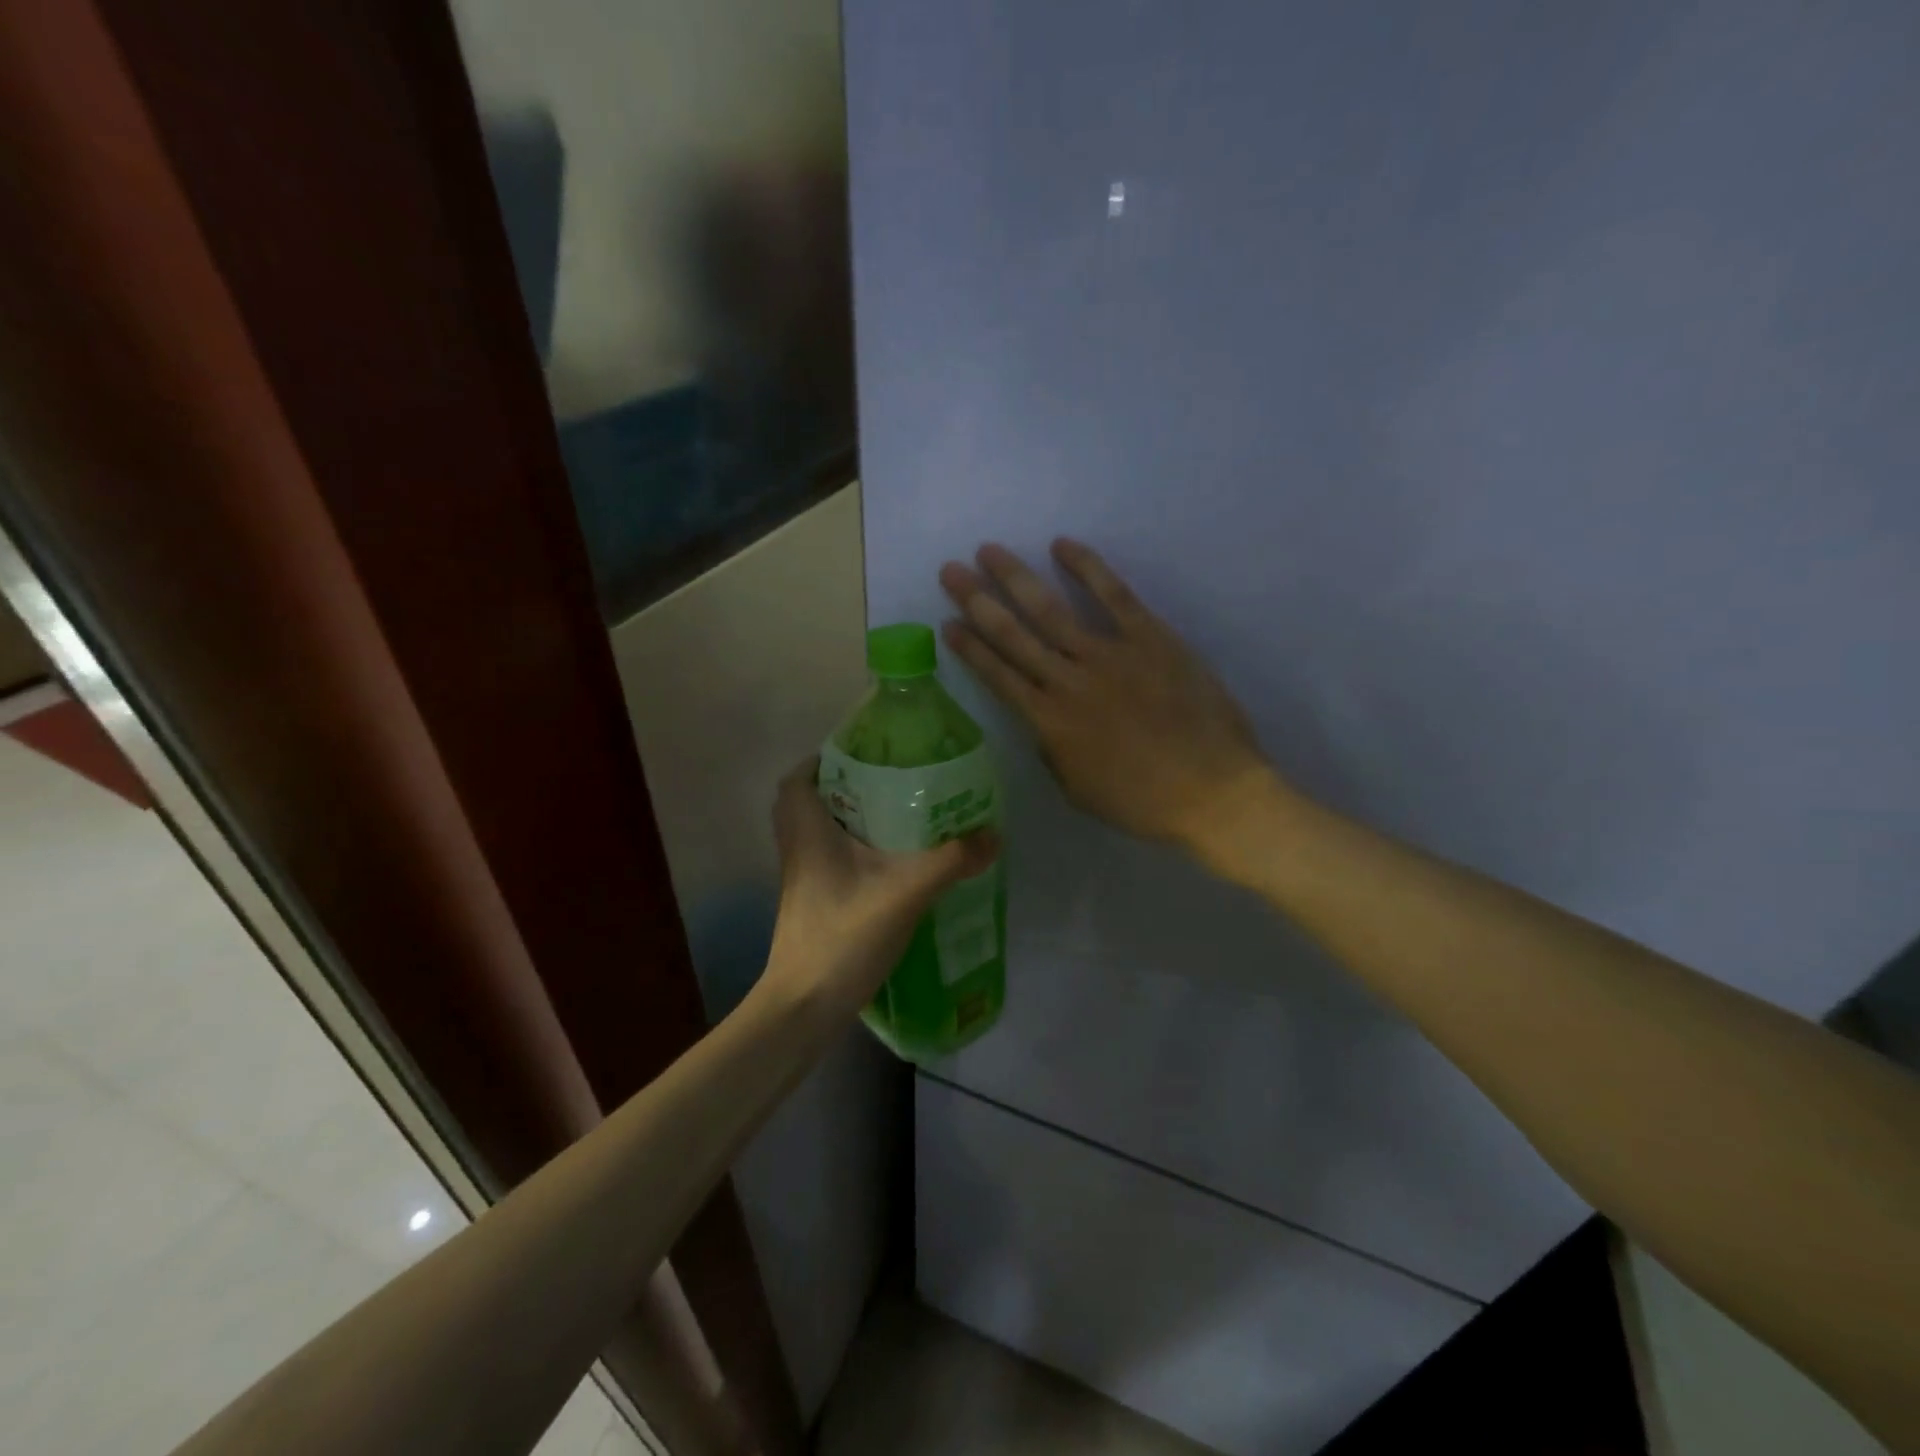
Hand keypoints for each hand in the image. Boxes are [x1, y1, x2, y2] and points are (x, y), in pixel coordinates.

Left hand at [761, 758, 999, 1021]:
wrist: (804, 1007)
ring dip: (851, 821)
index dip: (824, 760)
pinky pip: (829, 862)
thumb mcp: (905, 893)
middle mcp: (798, 850)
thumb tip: (992, 834)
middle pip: (810, 803)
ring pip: (820, 834)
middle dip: (845, 789)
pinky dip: (853, 853)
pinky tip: (891, 866)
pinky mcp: (811, 905)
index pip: (798, 778)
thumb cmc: (843, 937)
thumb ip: (951, 861)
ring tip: (897, 819)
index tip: (864, 757)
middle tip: (887, 785)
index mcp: (808, 832)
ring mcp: (801, 880)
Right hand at [940, 539, 1274, 854]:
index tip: (947, 621)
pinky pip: (1114, 595)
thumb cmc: (1142, 802)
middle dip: (978, 600)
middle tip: (951, 569)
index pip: (998, 675)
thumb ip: (1052, 749)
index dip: (970, 647)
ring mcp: (1109, 655)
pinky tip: (1062, 545)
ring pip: (1051, 610)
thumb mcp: (1077, 789)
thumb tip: (1042, 720)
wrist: (1212, 793)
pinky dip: (1087, 568)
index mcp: (1049, 722)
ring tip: (989, 551)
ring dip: (1016, 578)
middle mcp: (1068, 681)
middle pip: (1013, 635)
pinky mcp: (1150, 638)